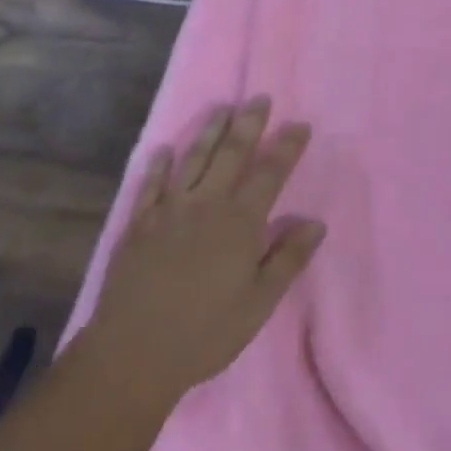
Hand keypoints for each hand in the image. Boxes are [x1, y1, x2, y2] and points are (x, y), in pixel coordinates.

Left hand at [86, 98, 324, 406]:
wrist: (134, 351)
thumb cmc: (205, 332)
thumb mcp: (258, 304)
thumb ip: (287, 259)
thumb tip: (316, 222)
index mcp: (239, 222)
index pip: (270, 174)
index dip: (286, 147)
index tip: (299, 125)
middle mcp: (207, 203)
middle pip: (232, 153)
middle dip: (249, 123)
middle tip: (259, 98)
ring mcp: (170, 209)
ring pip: (194, 158)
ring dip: (210, 131)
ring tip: (222, 108)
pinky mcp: (140, 222)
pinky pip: (152, 183)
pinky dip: (159, 164)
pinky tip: (164, 150)